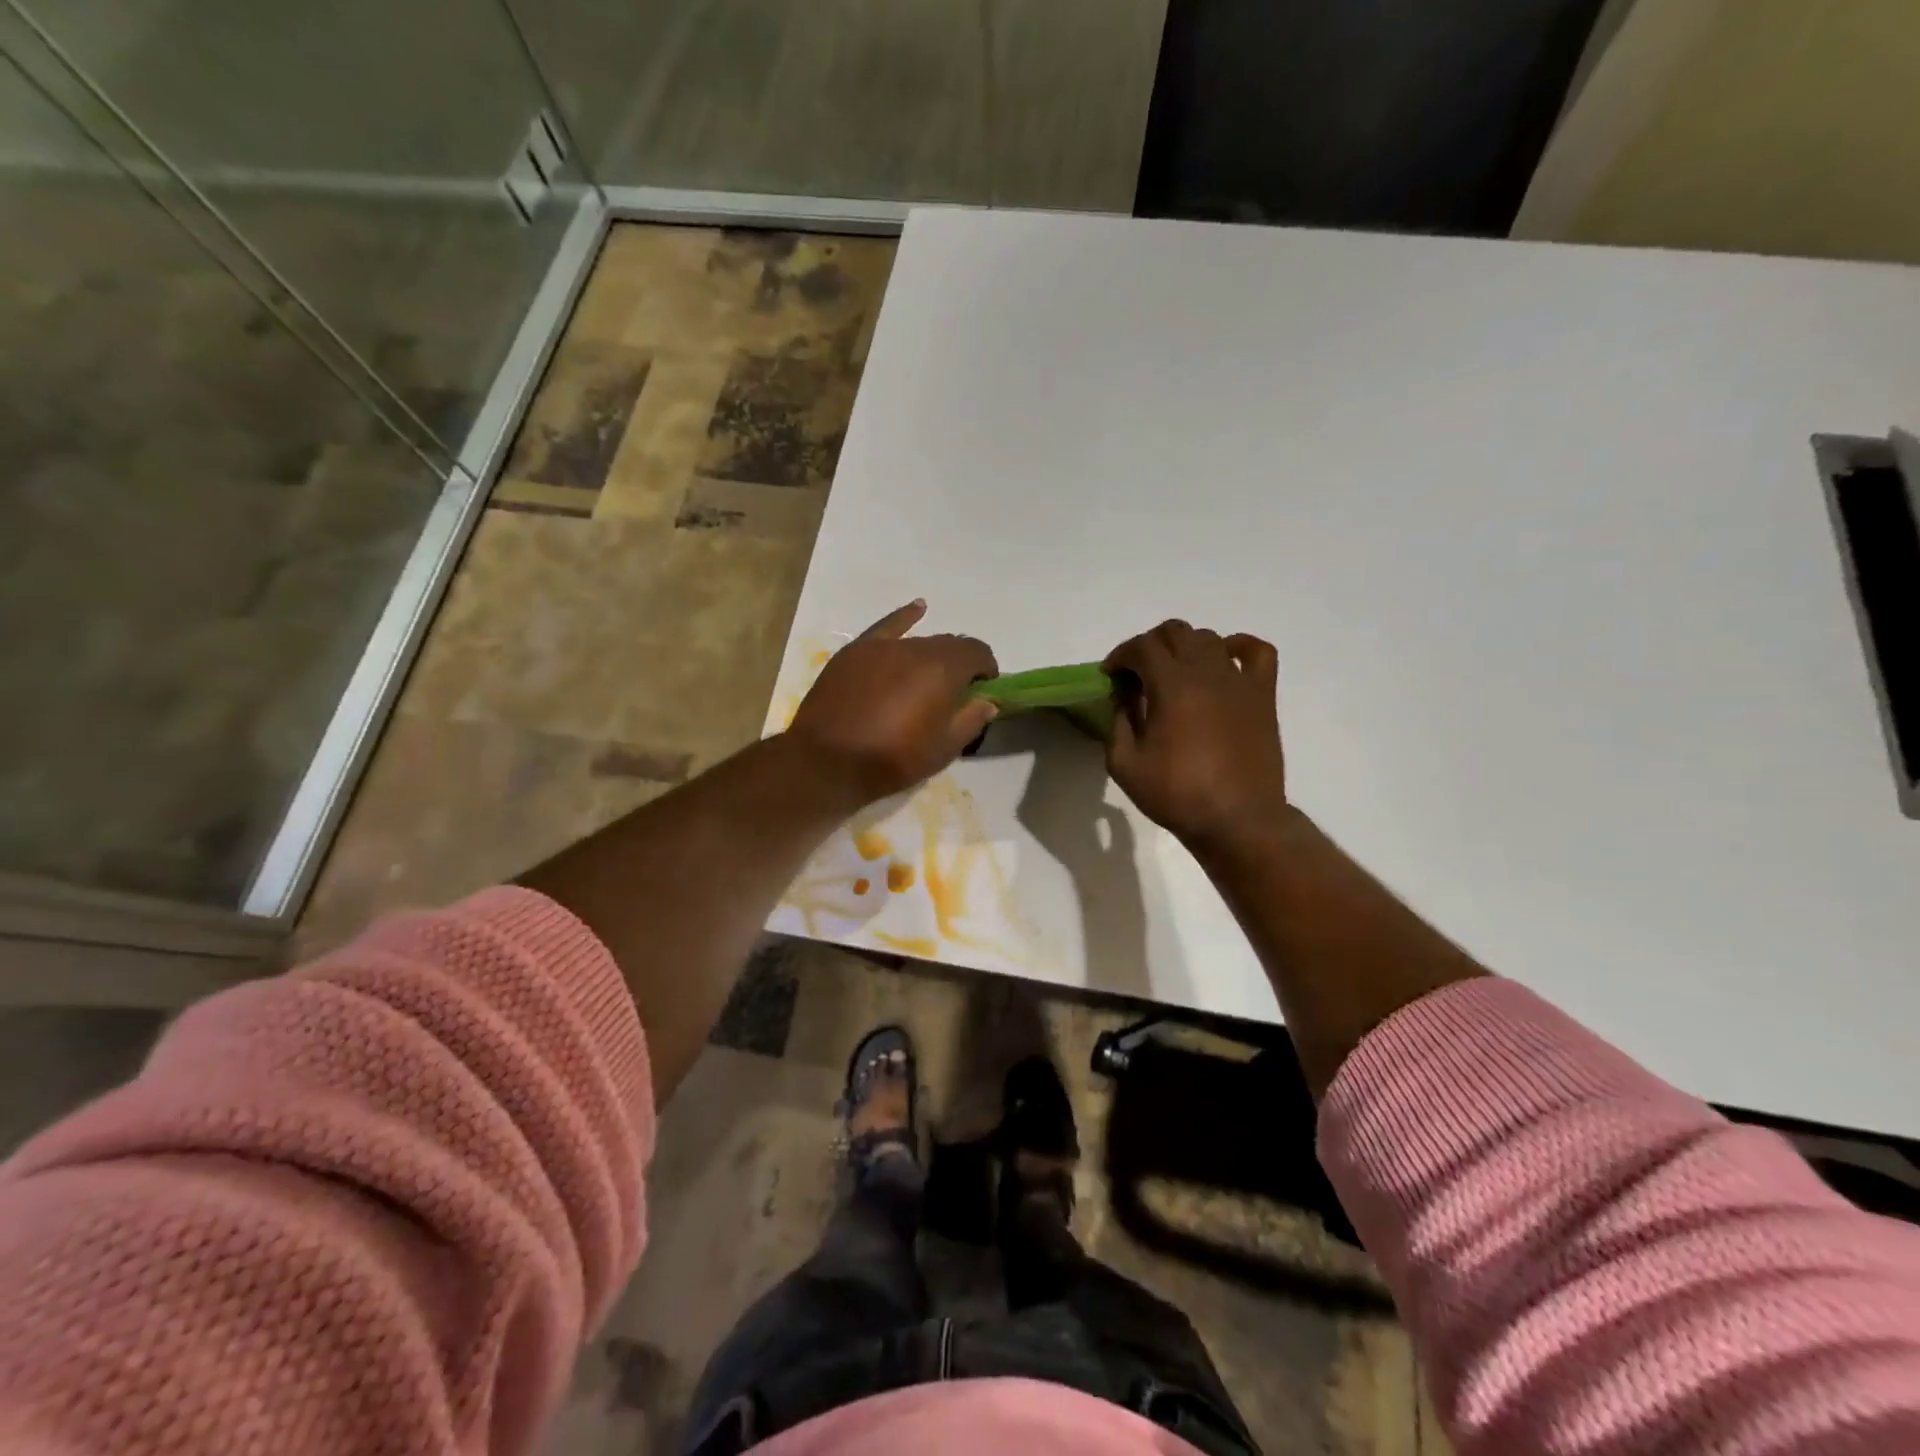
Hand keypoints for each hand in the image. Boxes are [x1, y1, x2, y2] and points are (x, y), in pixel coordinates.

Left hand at [787, 601, 998, 804]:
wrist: (827, 761)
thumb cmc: (892, 759)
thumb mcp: (943, 750)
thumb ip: (970, 720)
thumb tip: (987, 701)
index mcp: (943, 669)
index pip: (977, 652)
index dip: (986, 668)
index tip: (984, 689)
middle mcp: (916, 648)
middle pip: (949, 645)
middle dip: (960, 663)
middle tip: (956, 691)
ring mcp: (883, 647)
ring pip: (919, 641)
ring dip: (933, 654)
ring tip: (930, 676)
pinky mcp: (855, 651)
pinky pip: (886, 626)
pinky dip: (905, 617)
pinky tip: (918, 608)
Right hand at [1104, 620, 1287, 851]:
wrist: (1238, 820)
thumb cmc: (1177, 795)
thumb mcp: (1124, 765)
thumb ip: (1117, 723)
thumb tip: (1123, 697)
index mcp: (1171, 686)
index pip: (1142, 647)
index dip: (1121, 656)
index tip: (1111, 676)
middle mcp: (1206, 672)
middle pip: (1175, 632)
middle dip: (1149, 646)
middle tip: (1138, 675)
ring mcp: (1239, 680)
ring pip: (1209, 638)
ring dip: (1185, 648)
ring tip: (1175, 675)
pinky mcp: (1262, 694)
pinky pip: (1257, 651)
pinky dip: (1238, 646)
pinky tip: (1225, 661)